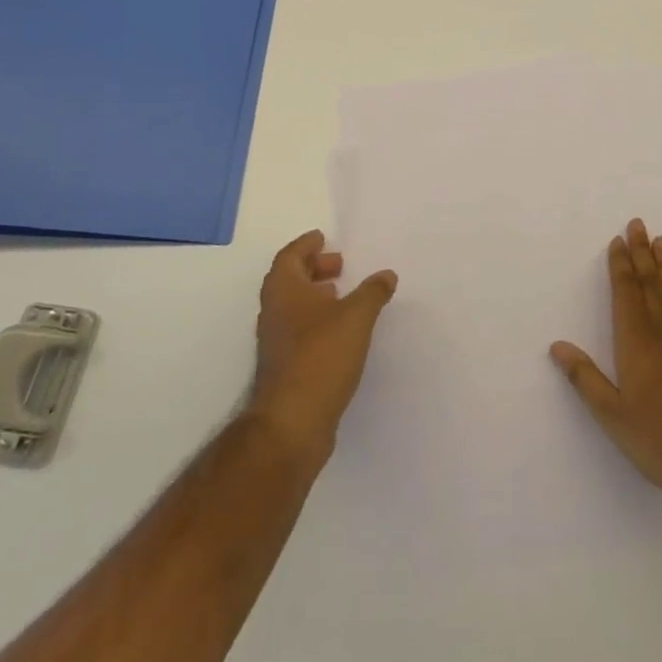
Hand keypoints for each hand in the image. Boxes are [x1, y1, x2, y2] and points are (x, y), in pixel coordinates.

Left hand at [249, 229, 397, 462]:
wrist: (292, 423)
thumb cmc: (321, 356)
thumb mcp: (356, 317)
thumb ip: (372, 292)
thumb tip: (386, 274)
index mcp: (284, 291)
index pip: (289, 256)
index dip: (306, 245)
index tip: (323, 238)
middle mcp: (274, 312)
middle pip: (289, 279)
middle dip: (313, 268)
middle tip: (340, 265)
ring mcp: (276, 342)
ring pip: (294, 307)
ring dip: (316, 295)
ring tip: (343, 295)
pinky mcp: (285, 367)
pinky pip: (300, 330)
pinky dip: (318, 320)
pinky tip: (341, 331)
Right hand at [551, 218, 661, 519]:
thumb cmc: (660, 442)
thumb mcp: (612, 416)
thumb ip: (585, 378)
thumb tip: (557, 345)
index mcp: (637, 343)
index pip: (626, 294)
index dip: (621, 266)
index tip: (618, 240)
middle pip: (651, 284)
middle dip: (642, 254)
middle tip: (639, 224)